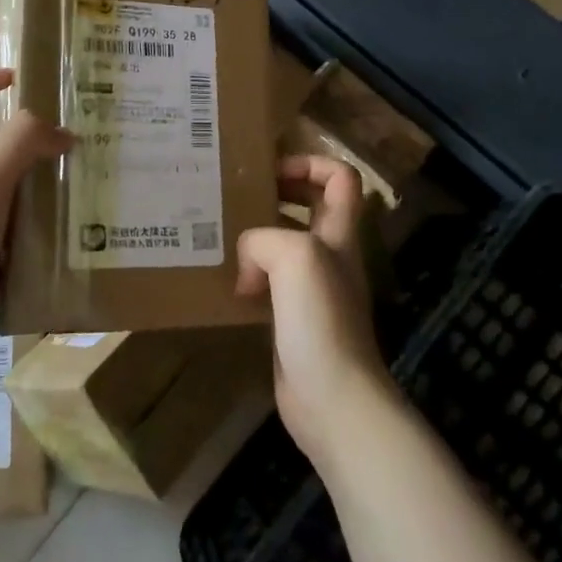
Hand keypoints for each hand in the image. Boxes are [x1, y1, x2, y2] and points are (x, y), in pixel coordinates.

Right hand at [237, 155, 400, 469]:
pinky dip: (250, 275)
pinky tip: (225, 281)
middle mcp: (330, 254)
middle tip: (238, 195)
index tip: (271, 172)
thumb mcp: (295, 257)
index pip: (340, 177)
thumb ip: (264, 240)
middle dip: (279, 193)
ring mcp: (313, 289)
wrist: (332, 399)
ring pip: (286, 245)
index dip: (310, 163)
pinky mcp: (293, 319)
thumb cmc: (321, 319)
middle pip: (313, 206)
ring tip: (221, 232)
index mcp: (339, 232)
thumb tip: (247, 266)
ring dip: (259, 235)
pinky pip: (270, 282)